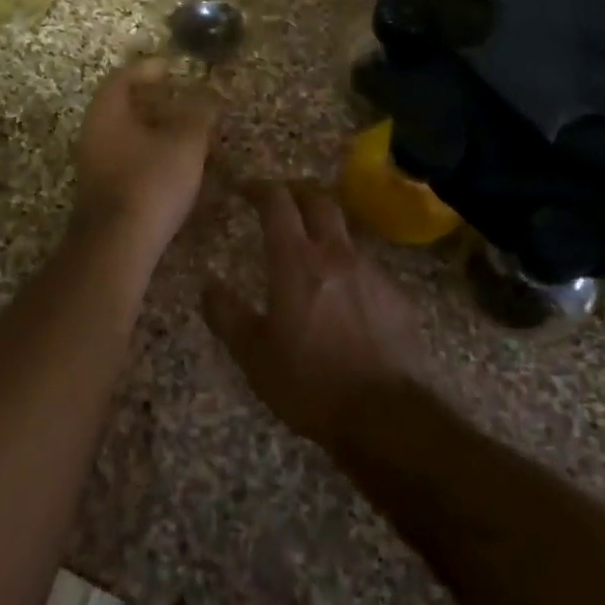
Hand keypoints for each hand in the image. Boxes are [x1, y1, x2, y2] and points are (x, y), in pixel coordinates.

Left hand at [72, 58, 216, 254]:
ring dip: (154, 130)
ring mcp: (95, 165)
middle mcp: (94, 134)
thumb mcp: (186, 142)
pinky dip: (151, 154)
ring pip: (126, 136)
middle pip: (123, 107)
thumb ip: (199, 113)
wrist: (118, 244)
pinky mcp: (104, 191)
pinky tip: (176, 165)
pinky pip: (128, 159)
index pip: (123, 77)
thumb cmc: (151, 181)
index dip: (148, 69)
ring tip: (187, 133)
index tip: (172, 68)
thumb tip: (210, 93)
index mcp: (107, 112)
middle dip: (154, 102)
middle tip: (183, 100)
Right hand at [202, 182, 430, 453]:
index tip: (245, 189)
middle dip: (297, 193)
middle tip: (281, 202)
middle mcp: (336, 254)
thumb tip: (208, 286)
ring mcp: (371, 272)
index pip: (278, 203)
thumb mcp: (255, 356)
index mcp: (297, 262)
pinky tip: (344, 297)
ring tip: (311, 251)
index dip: (260, 188)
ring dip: (325, 230)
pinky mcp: (396, 295)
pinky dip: (348, 268)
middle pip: (319, 201)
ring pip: (345, 232)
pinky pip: (367, 267)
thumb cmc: (311, 383)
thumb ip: (227, 316)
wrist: (388, 415)